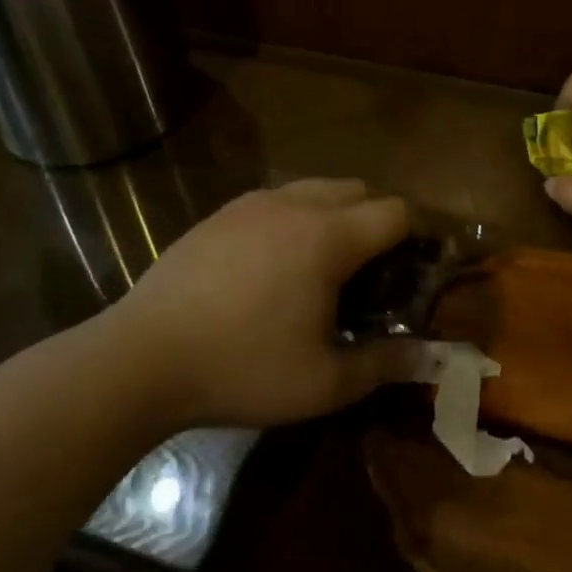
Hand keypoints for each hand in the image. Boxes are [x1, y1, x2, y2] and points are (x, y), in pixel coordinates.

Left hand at [105, 179, 429, 429]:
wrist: (141, 358)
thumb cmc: (242, 369)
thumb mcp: (323, 382)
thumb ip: (384, 364)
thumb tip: (430, 358)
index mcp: (328, 237)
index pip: (394, 212)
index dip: (412, 238)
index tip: (408, 273)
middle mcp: (295, 205)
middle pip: (358, 189)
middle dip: (374, 222)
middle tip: (365, 275)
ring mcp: (253, 203)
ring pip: (315, 188)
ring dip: (333, 215)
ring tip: (318, 267)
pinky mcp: (220, 213)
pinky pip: (276, 199)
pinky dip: (293, 218)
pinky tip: (270, 266)